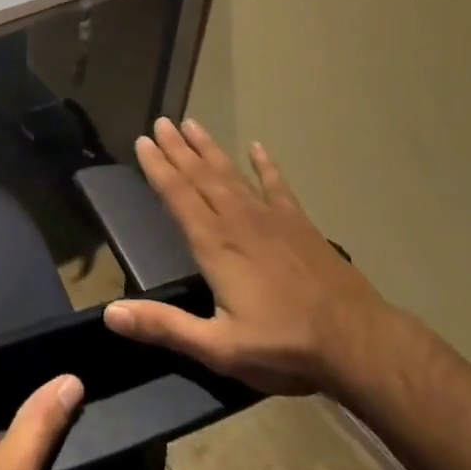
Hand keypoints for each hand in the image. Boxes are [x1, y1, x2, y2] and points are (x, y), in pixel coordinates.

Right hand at [103, 117, 387, 394]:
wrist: (359, 344)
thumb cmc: (284, 346)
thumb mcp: (219, 347)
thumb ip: (165, 326)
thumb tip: (111, 314)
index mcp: (214, 244)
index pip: (177, 195)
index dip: (158, 167)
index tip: (142, 141)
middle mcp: (238, 221)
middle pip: (201, 176)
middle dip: (178, 148)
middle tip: (161, 122)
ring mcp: (272, 219)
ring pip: (232, 173)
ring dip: (210, 148)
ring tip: (192, 124)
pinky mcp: (300, 224)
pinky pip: (277, 186)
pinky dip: (266, 165)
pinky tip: (257, 147)